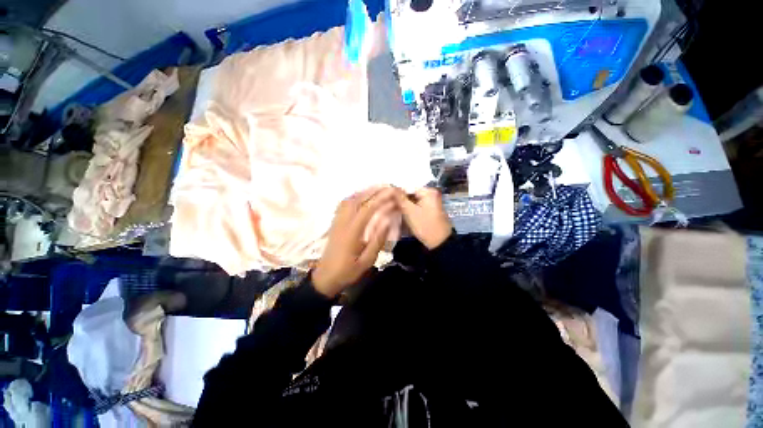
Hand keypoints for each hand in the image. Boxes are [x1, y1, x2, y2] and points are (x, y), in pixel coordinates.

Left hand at [312, 187, 396, 297]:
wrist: (325, 278)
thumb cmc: (348, 271)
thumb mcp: (367, 261)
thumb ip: (377, 240)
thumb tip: (387, 220)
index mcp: (352, 232)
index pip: (367, 209)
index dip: (380, 199)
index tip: (392, 193)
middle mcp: (343, 222)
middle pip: (357, 200)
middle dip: (372, 191)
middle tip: (386, 186)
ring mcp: (337, 221)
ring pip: (348, 200)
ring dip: (363, 192)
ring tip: (376, 189)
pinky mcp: (334, 223)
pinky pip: (343, 205)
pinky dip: (354, 197)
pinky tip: (361, 197)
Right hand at [395, 187, 452, 249]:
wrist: (439, 242)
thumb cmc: (424, 225)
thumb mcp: (410, 211)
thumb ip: (400, 198)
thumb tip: (391, 187)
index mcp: (428, 191)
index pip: (408, 186)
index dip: (396, 192)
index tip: (386, 198)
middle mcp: (431, 193)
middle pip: (411, 193)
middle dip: (400, 198)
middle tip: (389, 204)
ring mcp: (431, 201)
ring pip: (413, 199)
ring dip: (404, 204)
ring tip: (393, 208)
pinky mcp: (429, 209)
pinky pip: (417, 205)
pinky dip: (410, 208)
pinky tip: (402, 212)